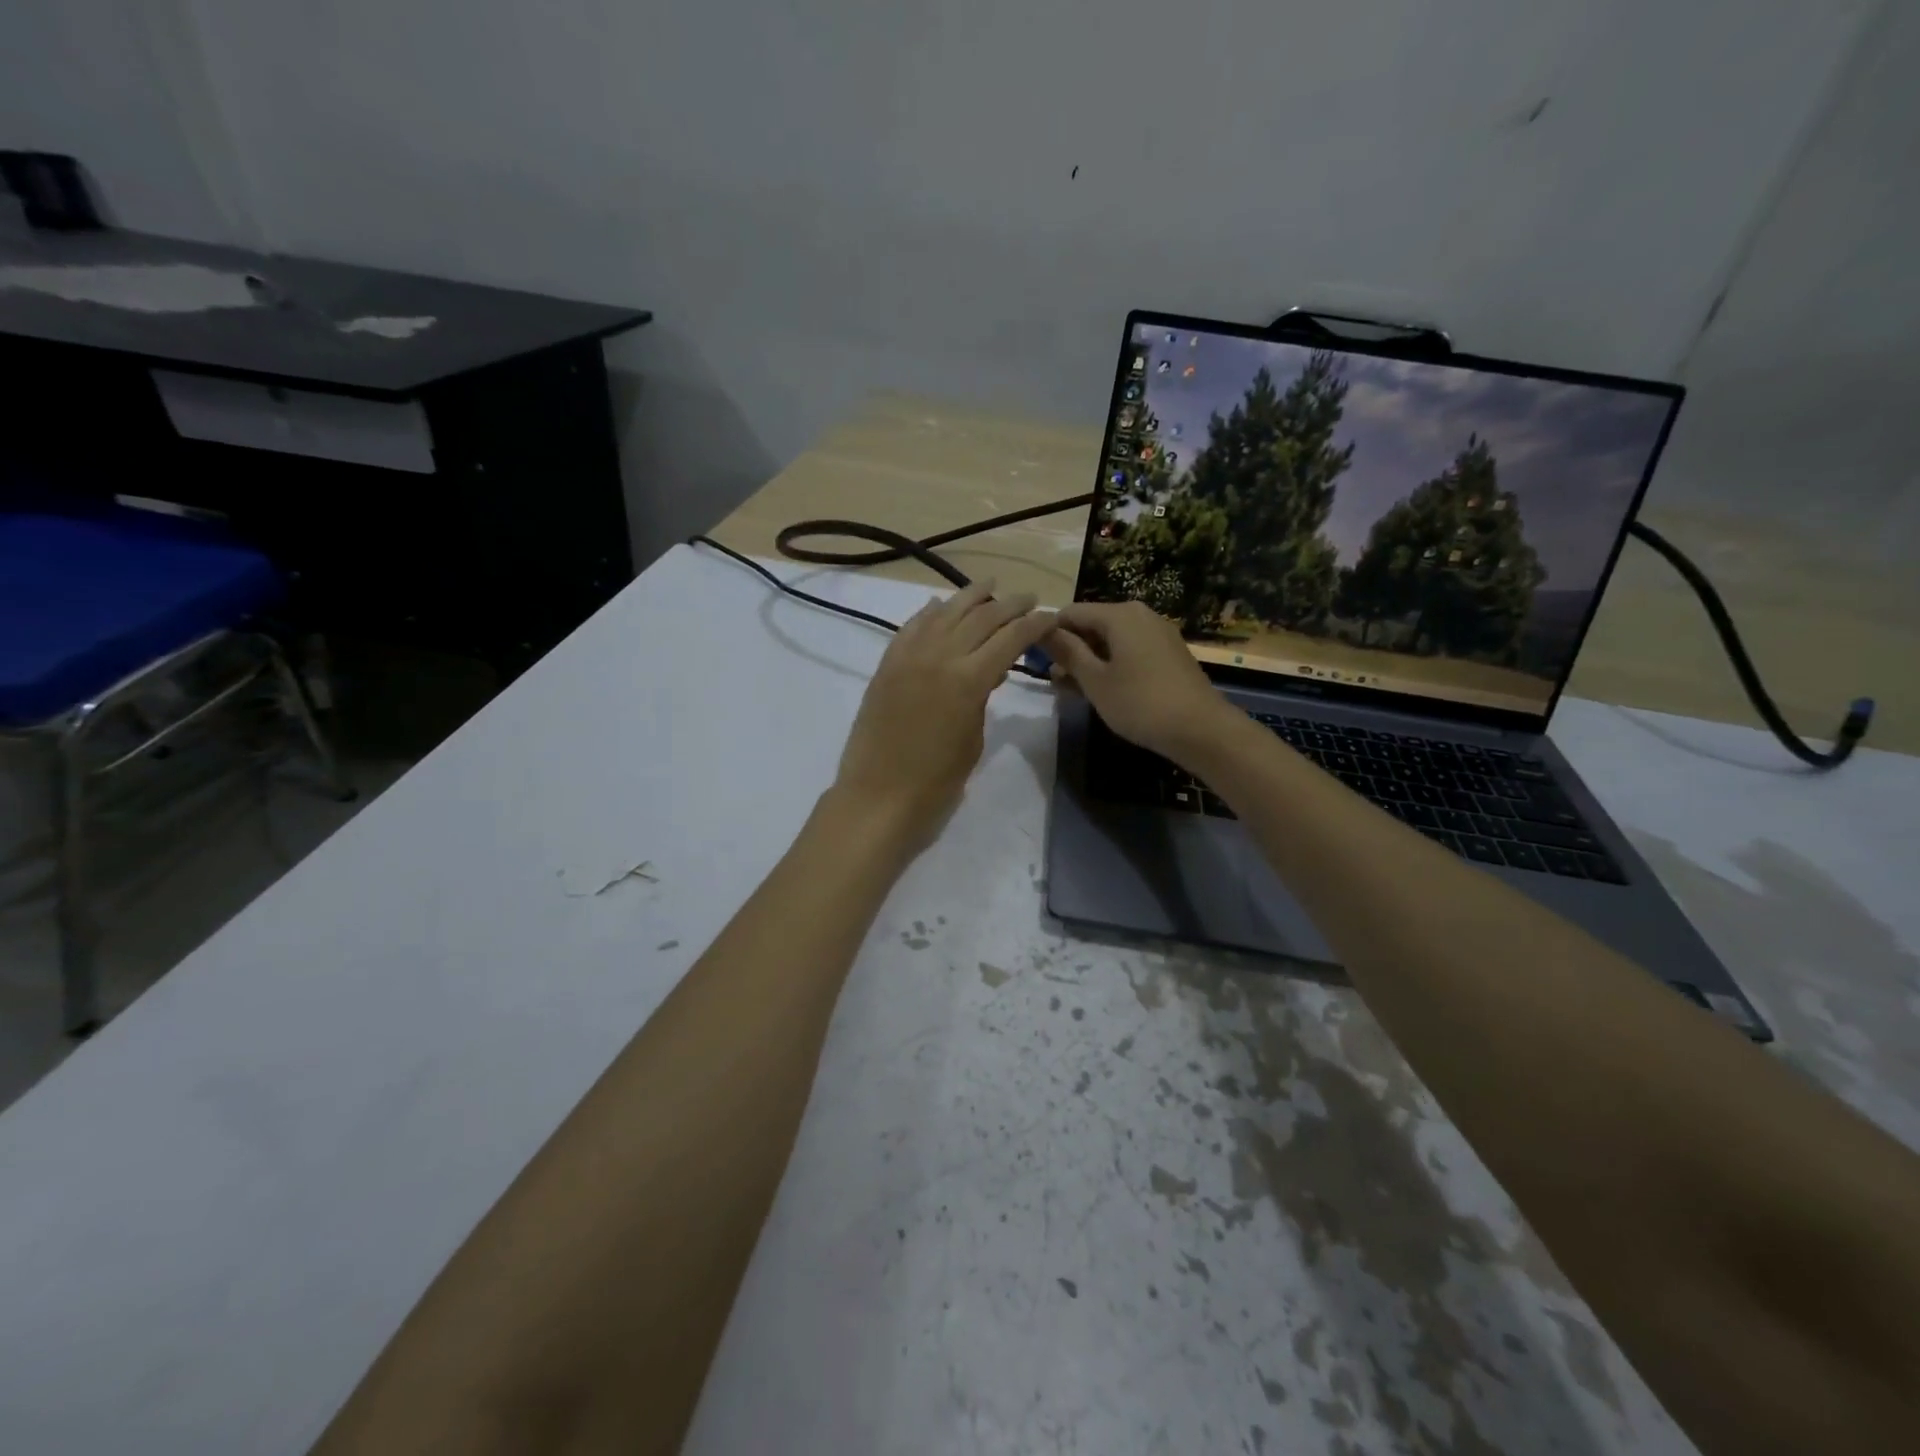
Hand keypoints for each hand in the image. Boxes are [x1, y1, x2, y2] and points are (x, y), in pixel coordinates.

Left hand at [833, 580, 1053, 848]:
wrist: (878, 796)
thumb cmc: (936, 782)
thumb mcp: (973, 739)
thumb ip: (982, 698)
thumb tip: (988, 674)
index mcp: (969, 679)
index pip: (1010, 638)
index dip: (1034, 624)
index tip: (1051, 615)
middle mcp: (939, 656)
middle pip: (981, 618)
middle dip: (1009, 605)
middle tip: (1029, 598)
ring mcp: (908, 657)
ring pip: (944, 613)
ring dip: (970, 597)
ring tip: (989, 586)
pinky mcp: (886, 665)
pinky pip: (910, 628)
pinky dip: (929, 613)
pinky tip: (940, 605)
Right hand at [1045, 601, 1235, 761]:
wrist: (1200, 729)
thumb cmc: (1140, 703)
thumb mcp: (1095, 680)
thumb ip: (1068, 652)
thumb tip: (1043, 630)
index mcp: (1119, 614)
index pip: (1071, 612)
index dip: (1049, 632)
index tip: (1034, 658)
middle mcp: (1140, 614)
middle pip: (1092, 624)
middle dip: (1070, 648)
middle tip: (1053, 680)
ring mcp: (1157, 633)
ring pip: (1111, 639)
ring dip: (1089, 660)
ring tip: (1072, 689)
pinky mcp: (1168, 652)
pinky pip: (1130, 649)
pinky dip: (1112, 664)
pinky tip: (1103, 689)